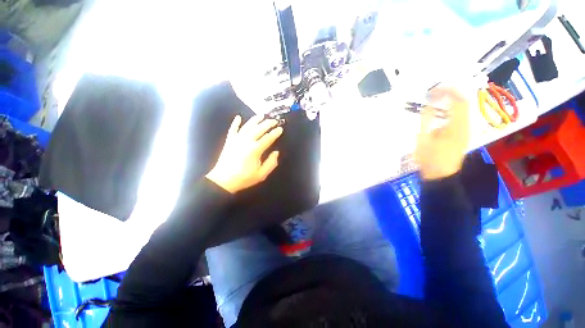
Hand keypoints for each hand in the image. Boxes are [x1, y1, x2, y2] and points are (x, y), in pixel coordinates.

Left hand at [206, 115, 282, 193]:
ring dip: (255, 120)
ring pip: (247, 126)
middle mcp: (246, 141)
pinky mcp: (229, 141)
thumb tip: (276, 152)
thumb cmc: (244, 178)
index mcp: (255, 149)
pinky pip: (233, 129)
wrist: (223, 180)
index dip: (275, 133)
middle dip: (268, 123)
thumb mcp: (261, 174)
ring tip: (261, 115)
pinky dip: (235, 123)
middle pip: (259, 129)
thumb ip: (271, 163)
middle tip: (274, 120)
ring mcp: (236, 139)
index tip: (280, 129)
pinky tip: (238, 117)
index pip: (268, 138)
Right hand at [415, 88, 469, 180]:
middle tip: (435, 92)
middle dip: (451, 94)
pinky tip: (441, 112)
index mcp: (456, 126)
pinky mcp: (462, 135)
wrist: (441, 175)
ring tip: (437, 99)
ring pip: (462, 109)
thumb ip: (426, 121)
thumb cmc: (430, 158)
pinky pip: (459, 117)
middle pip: (463, 103)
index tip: (435, 89)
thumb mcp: (424, 140)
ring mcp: (465, 130)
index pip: (458, 101)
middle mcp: (465, 125)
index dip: (449, 91)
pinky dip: (451, 110)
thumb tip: (429, 104)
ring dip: (451, 101)